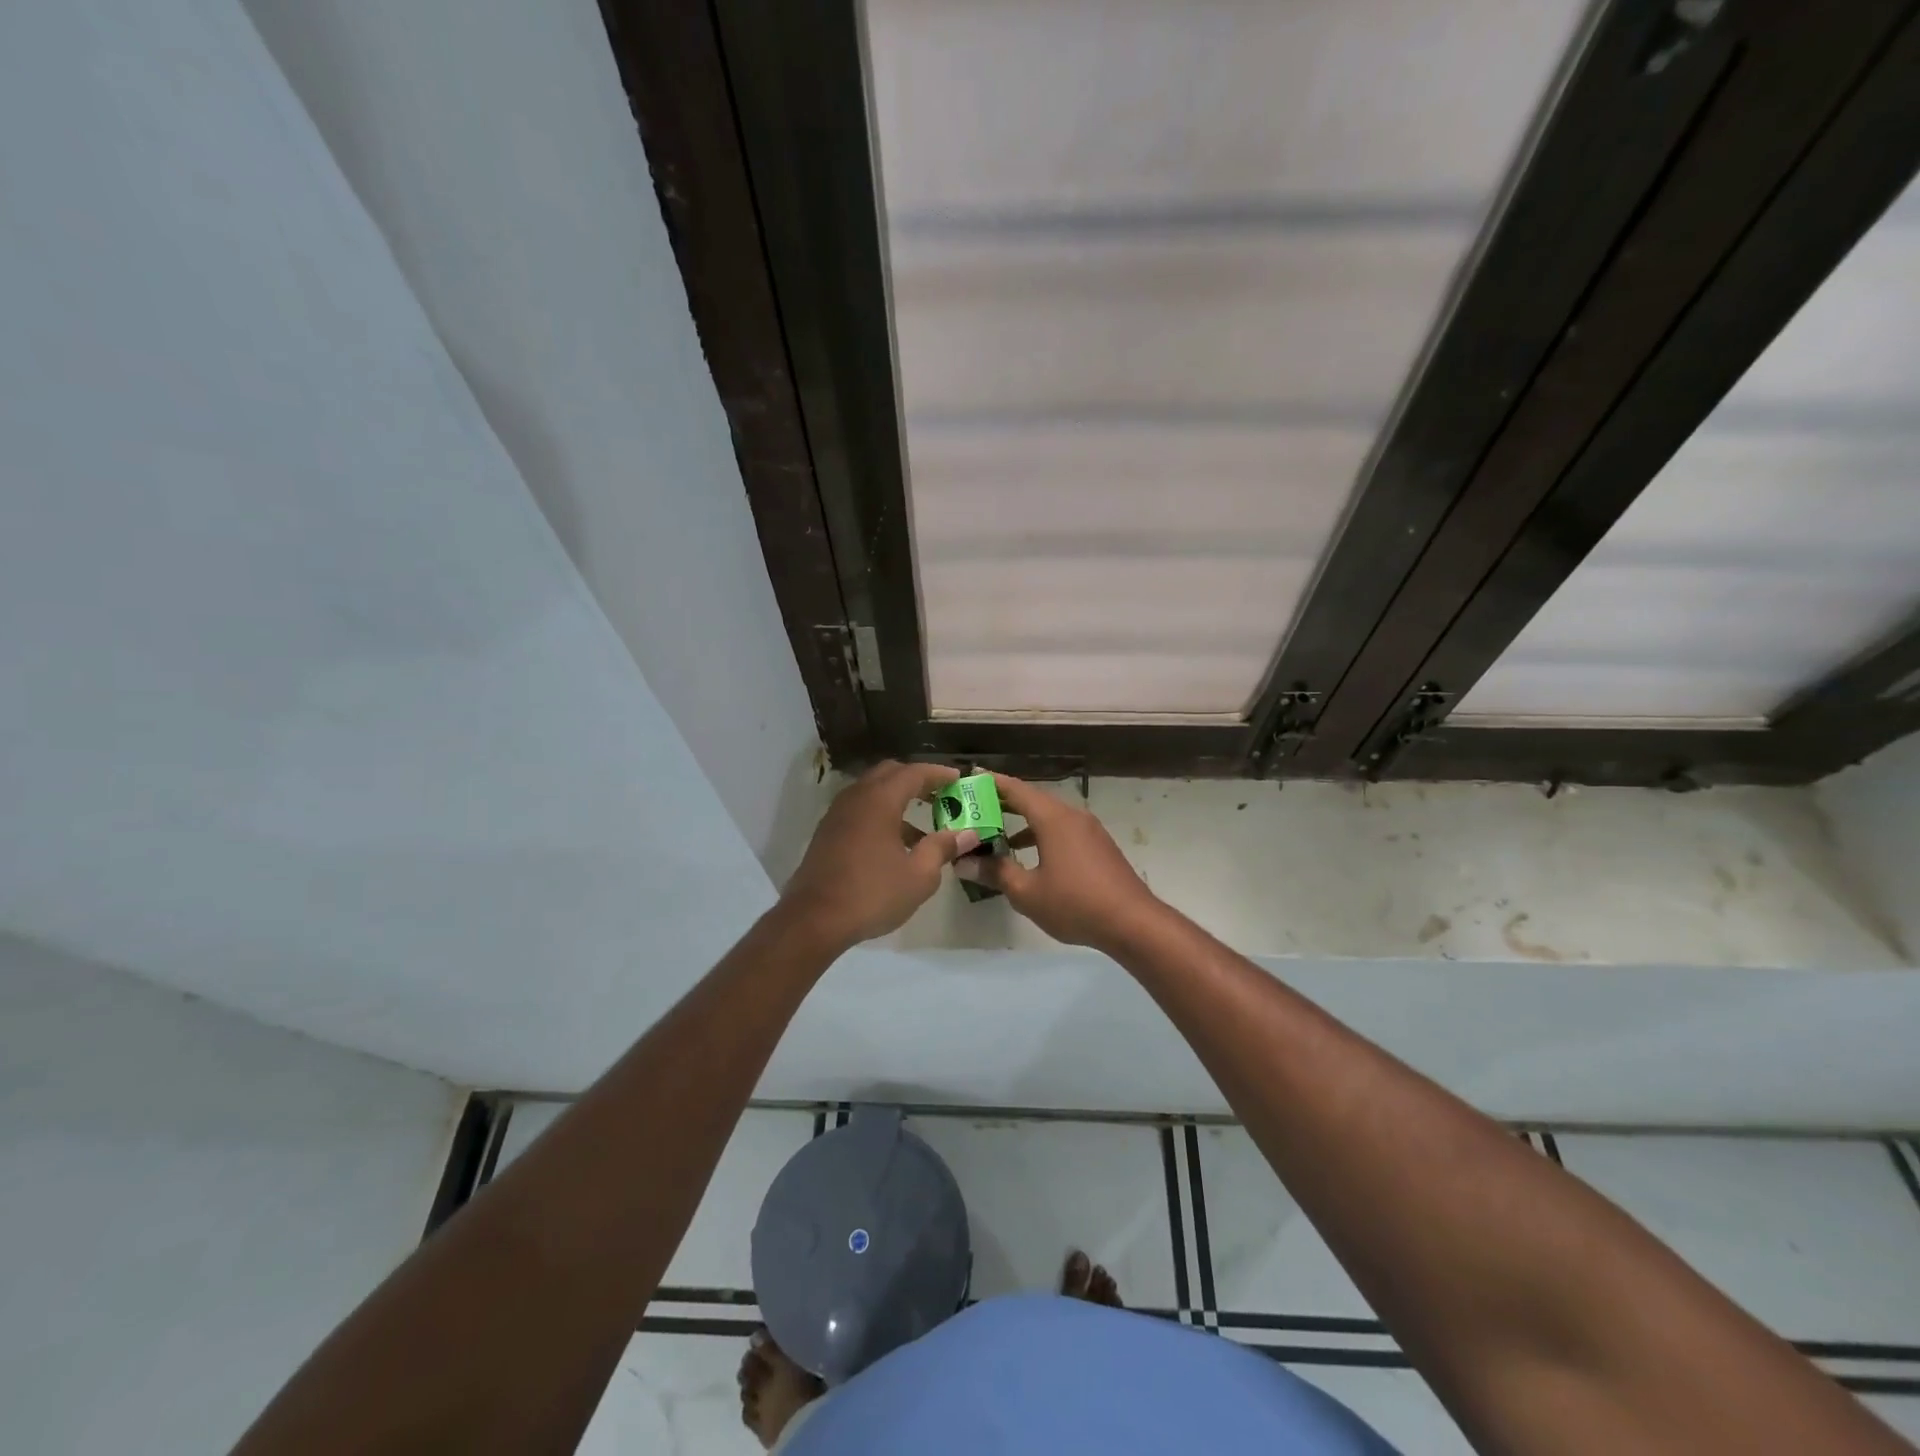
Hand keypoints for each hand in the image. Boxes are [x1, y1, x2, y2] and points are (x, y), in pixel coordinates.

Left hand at [780, 761, 973, 949]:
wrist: (814, 920)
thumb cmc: (872, 894)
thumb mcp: (919, 875)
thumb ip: (943, 848)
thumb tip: (968, 833)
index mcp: (880, 800)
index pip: (914, 773)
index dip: (939, 774)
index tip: (959, 779)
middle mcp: (856, 797)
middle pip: (890, 773)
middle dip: (917, 779)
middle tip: (941, 795)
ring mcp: (838, 814)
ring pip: (872, 792)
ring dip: (898, 798)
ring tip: (924, 823)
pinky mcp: (828, 832)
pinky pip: (860, 810)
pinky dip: (881, 814)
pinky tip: (896, 843)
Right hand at [958, 774, 1160, 950]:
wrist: (1133, 922)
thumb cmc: (1075, 903)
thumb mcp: (1027, 892)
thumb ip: (996, 873)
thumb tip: (964, 862)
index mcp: (1053, 818)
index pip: (1017, 790)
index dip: (992, 783)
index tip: (970, 777)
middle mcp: (1072, 816)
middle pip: (1033, 800)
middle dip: (1004, 802)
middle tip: (975, 806)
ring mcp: (1089, 830)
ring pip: (1049, 816)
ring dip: (1023, 822)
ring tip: (997, 832)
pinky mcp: (1099, 846)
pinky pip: (1063, 830)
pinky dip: (1041, 834)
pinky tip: (1030, 855)